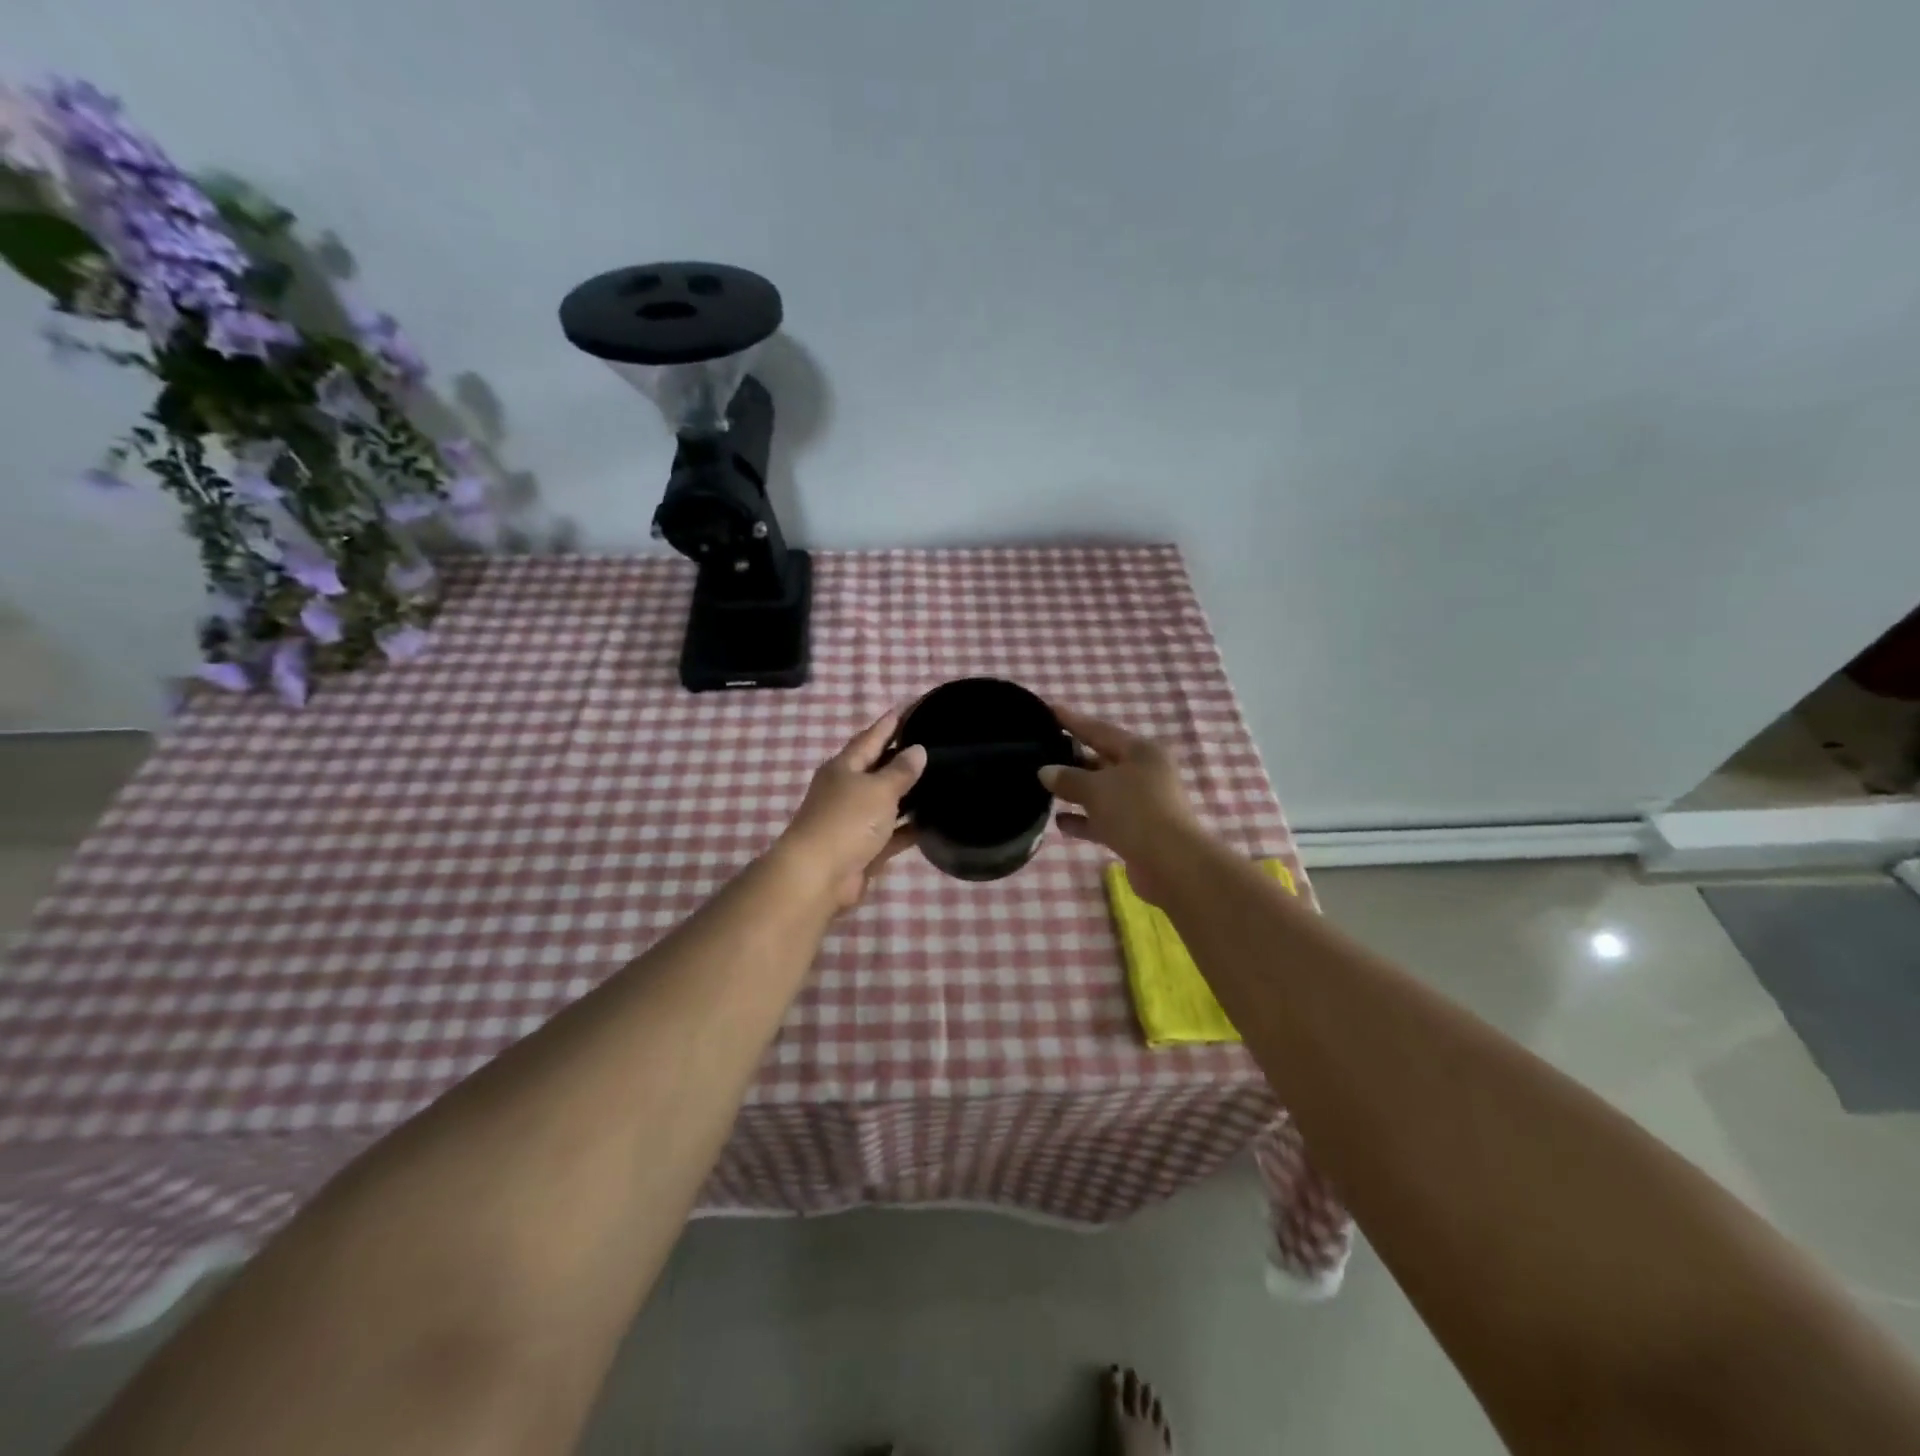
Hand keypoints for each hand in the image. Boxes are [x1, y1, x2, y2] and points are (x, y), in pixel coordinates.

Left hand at [774, 708, 927, 912]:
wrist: (818, 876)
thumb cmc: (847, 821)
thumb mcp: (878, 789)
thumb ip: (900, 771)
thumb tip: (918, 750)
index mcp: (844, 767)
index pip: (871, 737)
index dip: (889, 723)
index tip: (909, 707)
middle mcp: (846, 790)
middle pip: (877, 768)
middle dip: (900, 756)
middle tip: (932, 742)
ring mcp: (854, 821)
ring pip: (886, 801)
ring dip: (907, 793)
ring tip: (939, 779)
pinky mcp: (864, 848)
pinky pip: (891, 832)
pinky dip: (908, 827)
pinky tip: (932, 821)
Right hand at [1039, 706, 1203, 905]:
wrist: (1171, 864)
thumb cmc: (1135, 812)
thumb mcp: (1096, 789)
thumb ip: (1068, 778)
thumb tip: (1045, 771)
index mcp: (1140, 752)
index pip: (1099, 729)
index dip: (1072, 720)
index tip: (1048, 709)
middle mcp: (1143, 773)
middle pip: (1101, 760)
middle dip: (1071, 758)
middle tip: (1038, 751)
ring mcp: (1141, 803)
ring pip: (1101, 791)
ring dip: (1075, 791)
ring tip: (1042, 787)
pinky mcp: (1136, 831)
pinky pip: (1103, 819)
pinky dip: (1083, 819)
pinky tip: (1059, 821)